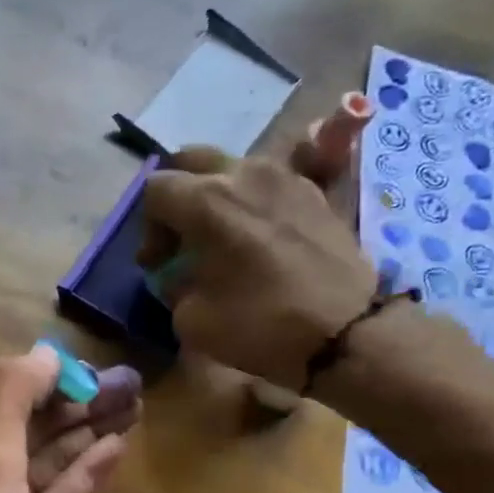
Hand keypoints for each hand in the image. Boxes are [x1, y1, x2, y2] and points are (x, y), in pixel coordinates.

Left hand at [0, 345, 141, 492]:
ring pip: (51, 454)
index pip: (2, 386)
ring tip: (136, 405)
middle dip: (78, 398)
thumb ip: (9, 394)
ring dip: (89, 429)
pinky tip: (118, 448)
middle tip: (134, 382)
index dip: (45, 372)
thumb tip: (43, 354)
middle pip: (32, 418)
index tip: (93, 366)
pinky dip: (88, 471)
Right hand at [138, 120, 379, 389]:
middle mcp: (244, 173)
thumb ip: (175, 286)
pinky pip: (269, 182)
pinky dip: (253, 201)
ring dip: (216, 194)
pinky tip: (258, 237)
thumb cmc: (260, 325)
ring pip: (233, 167)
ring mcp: (285, 176)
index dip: (147, 227)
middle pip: (192, 160)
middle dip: (177, 194)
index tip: (157, 263)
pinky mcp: (315, 191)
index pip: (156, 189)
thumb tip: (180, 275)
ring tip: (221, 236)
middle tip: (181, 235)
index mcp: (207, 200)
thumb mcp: (192, 319)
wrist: (346, 332)